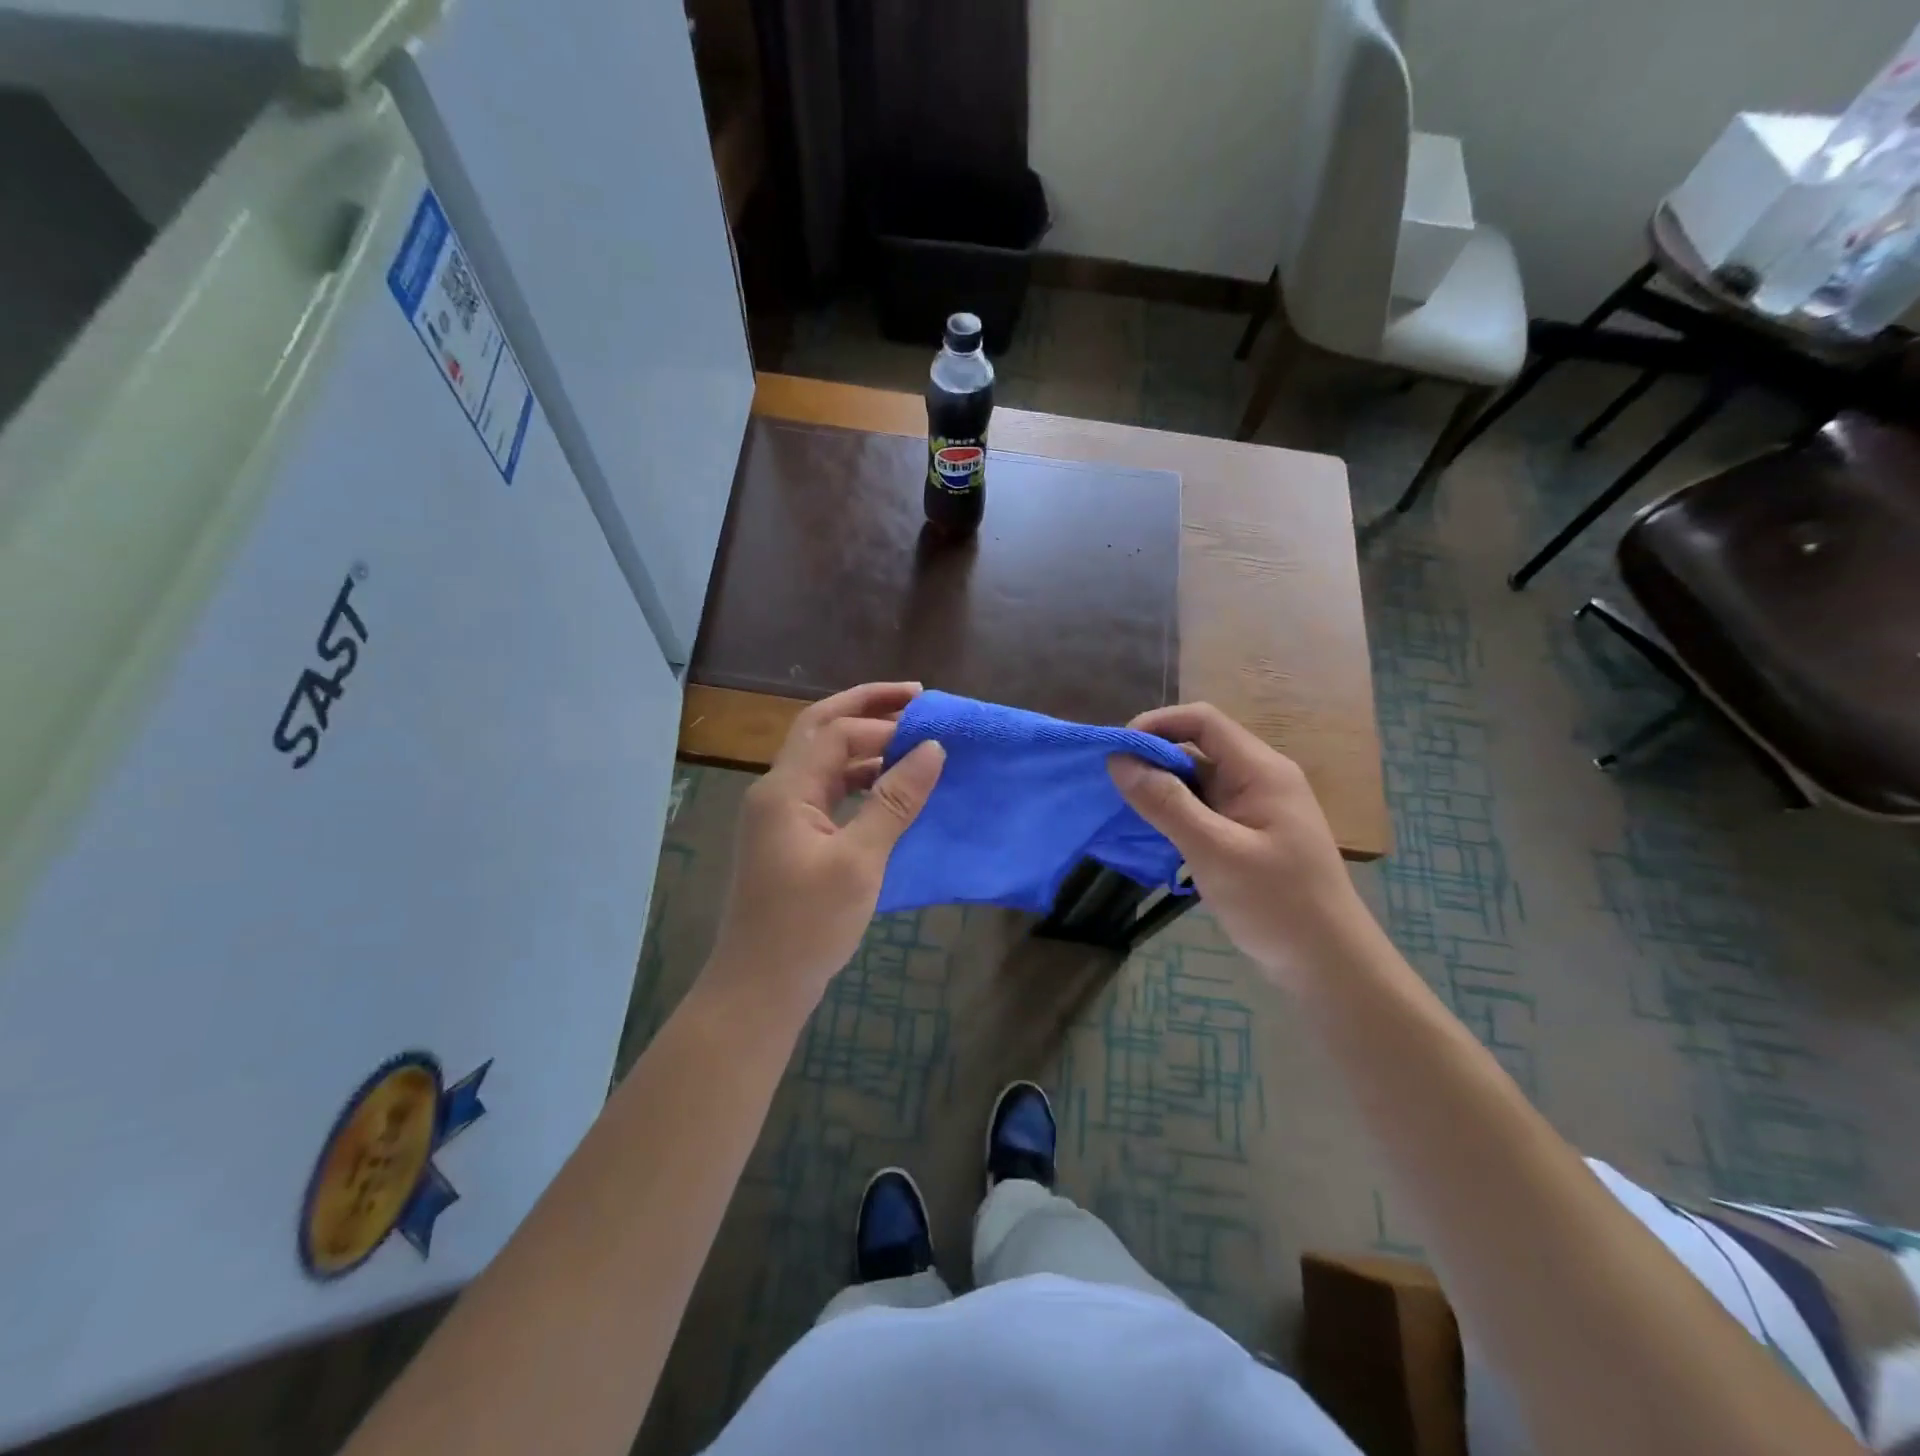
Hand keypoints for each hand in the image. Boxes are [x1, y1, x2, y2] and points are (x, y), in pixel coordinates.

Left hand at [706, 682, 945, 1020]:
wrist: (759, 989)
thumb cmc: (807, 926)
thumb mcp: (859, 861)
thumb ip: (894, 801)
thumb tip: (932, 749)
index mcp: (785, 789)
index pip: (836, 732)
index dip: (883, 725)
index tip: (931, 727)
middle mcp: (776, 792)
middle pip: (819, 729)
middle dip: (865, 707)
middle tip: (914, 695)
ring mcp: (779, 816)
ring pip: (822, 761)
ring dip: (862, 743)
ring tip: (909, 737)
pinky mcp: (789, 839)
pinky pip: (825, 792)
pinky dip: (857, 779)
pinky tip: (887, 787)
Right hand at [1108, 702, 1372, 988]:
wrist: (1329, 964)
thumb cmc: (1277, 903)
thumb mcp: (1215, 851)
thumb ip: (1166, 804)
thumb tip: (1120, 761)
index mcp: (1260, 770)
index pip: (1202, 721)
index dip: (1156, 725)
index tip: (1117, 750)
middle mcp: (1259, 779)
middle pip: (1198, 748)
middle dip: (1153, 758)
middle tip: (1111, 784)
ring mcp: (1255, 808)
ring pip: (1198, 781)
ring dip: (1161, 789)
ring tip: (1122, 808)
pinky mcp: (1249, 835)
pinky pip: (1205, 809)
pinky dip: (1175, 813)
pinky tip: (1151, 833)